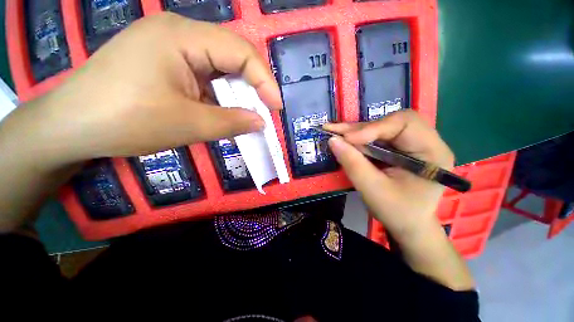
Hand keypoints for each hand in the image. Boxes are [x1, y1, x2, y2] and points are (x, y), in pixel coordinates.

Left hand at [27, 13, 281, 168]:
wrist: (70, 127)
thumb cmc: (124, 121)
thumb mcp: (188, 125)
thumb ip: (231, 122)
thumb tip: (261, 122)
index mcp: (182, 37)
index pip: (240, 52)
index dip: (265, 81)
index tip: (276, 107)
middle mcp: (179, 34)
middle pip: (231, 56)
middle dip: (252, 87)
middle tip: (264, 111)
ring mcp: (170, 48)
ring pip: (219, 68)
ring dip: (235, 94)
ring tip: (245, 115)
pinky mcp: (165, 64)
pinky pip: (204, 77)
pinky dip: (219, 96)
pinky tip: (221, 112)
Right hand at [324, 110, 454, 241]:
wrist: (408, 225)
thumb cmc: (397, 212)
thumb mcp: (372, 190)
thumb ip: (353, 163)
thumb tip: (332, 140)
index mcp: (432, 152)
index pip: (405, 123)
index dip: (373, 128)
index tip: (347, 139)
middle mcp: (426, 142)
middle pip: (392, 122)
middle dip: (361, 127)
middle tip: (335, 132)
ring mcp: (412, 144)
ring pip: (382, 127)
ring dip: (356, 131)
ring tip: (335, 132)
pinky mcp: (399, 148)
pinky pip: (377, 136)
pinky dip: (359, 138)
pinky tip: (344, 139)